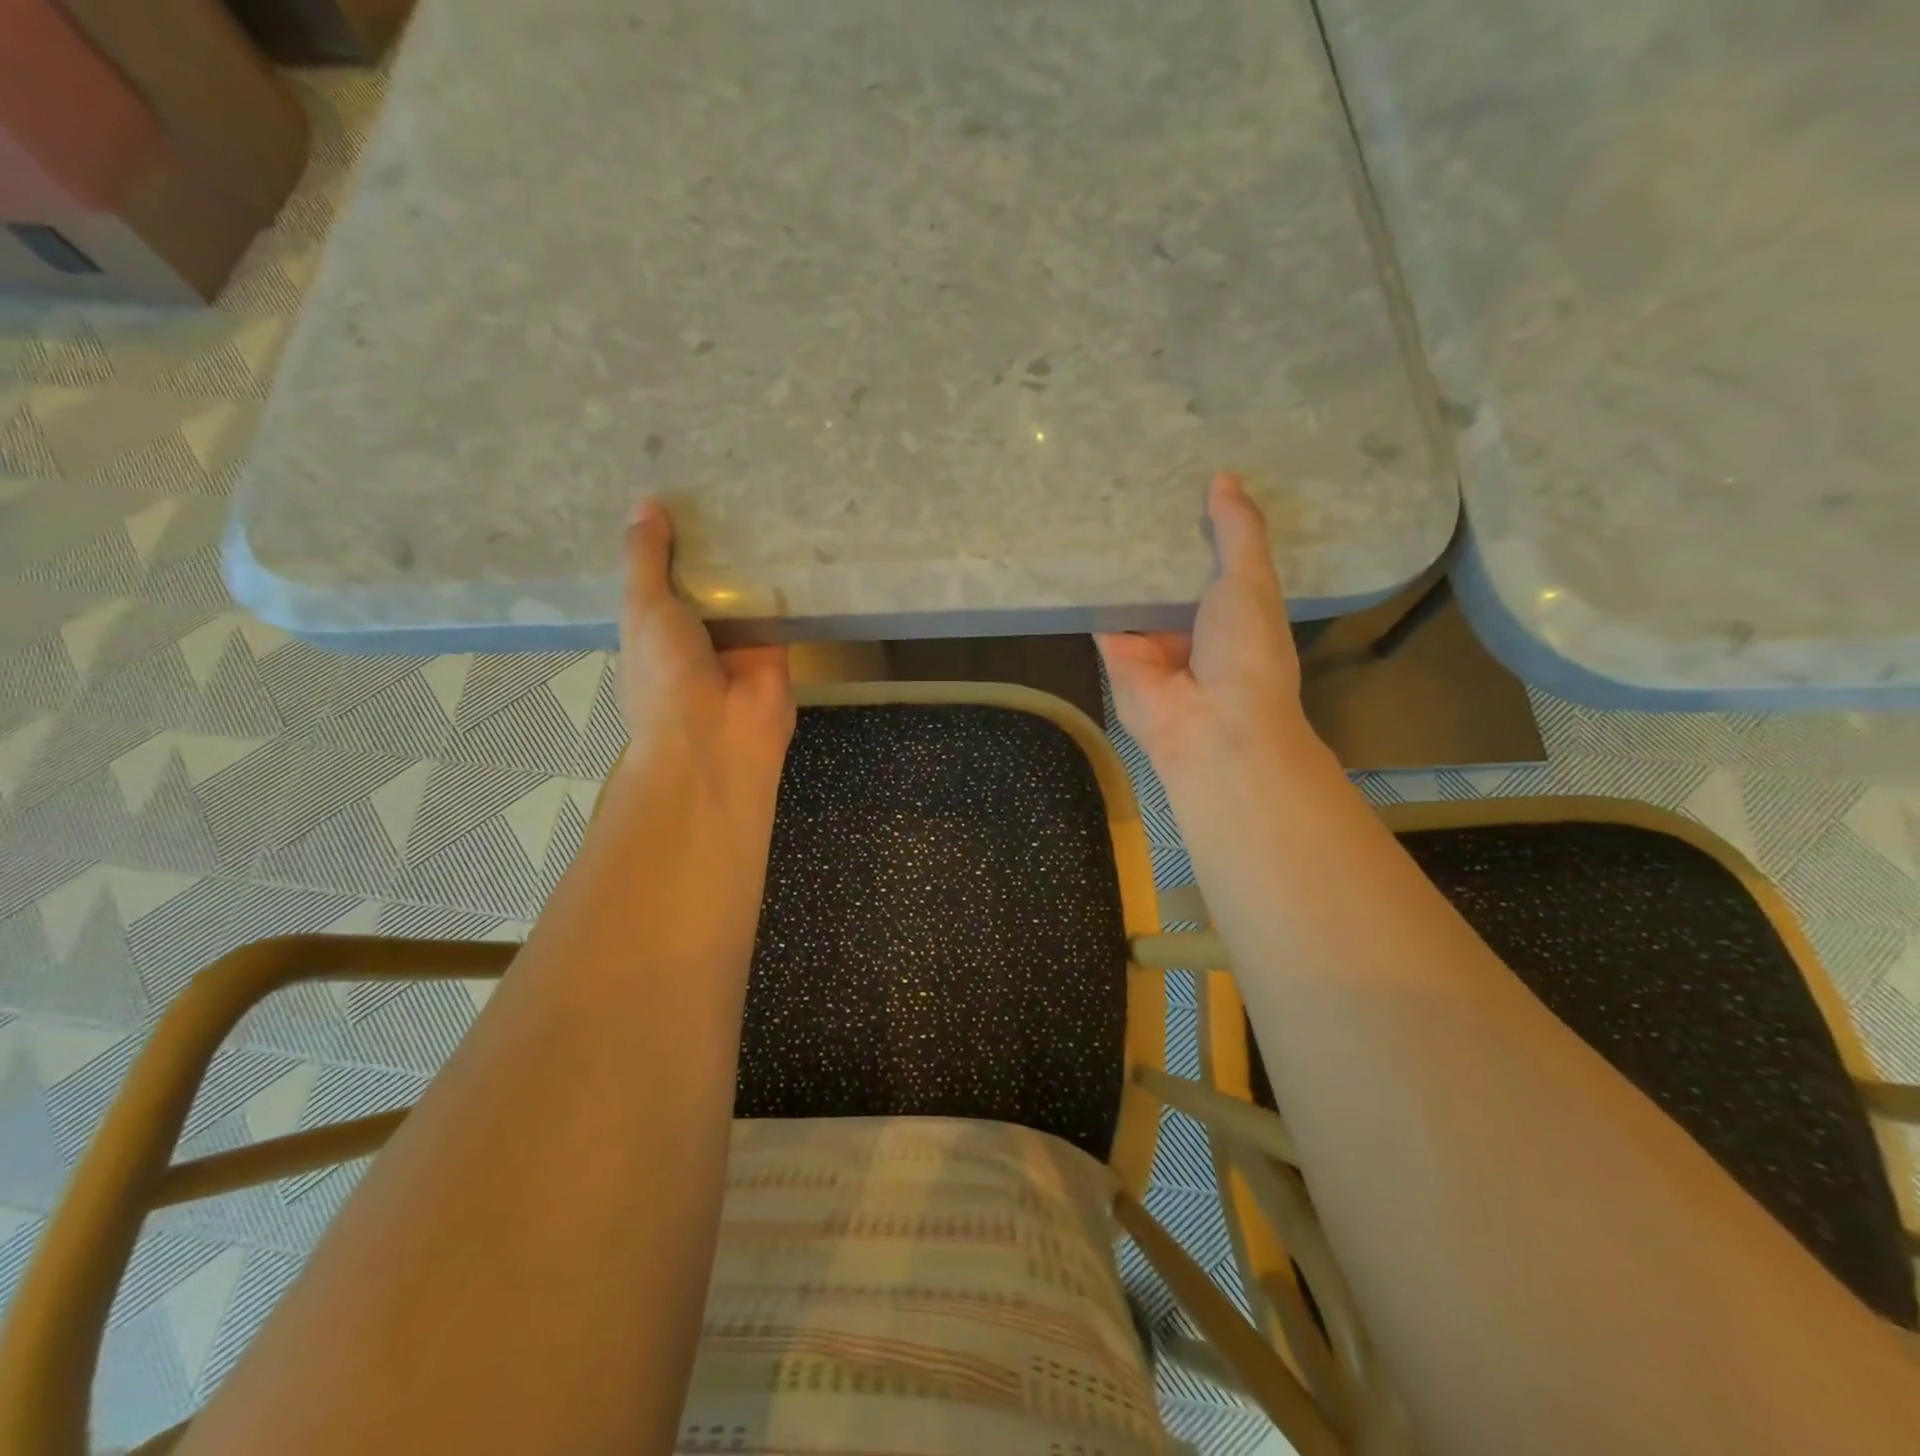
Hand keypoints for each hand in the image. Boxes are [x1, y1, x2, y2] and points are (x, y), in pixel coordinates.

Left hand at [619, 499, 794, 789]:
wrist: (718, 737)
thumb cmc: (665, 675)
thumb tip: (646, 504)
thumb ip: (646, 559)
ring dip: (748, 557)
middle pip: (704, 578)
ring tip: (758, 496)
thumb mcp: (643, 608)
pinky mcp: (775, 646)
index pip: (659, 575)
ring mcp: (736, 640)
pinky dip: (783, 580)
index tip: (675, 493)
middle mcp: (694, 632)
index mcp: (652, 627)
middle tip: (723, 482)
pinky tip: (790, 536)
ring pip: (742, 589)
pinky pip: (778, 607)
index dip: (664, 539)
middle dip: (710, 542)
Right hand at [1096, 472, 1315, 781]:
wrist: (1211, 724)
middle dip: (1153, 538)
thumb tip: (1224, 478)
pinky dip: (1088, 588)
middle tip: (1130, 480)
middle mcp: (1191, 622)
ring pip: (1132, 591)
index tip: (1180, 478)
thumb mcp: (1252, 580)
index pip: (1213, 556)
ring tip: (1095, 501)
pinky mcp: (1115, 652)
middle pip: (1168, 573)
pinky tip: (1073, 546)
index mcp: (1233, 606)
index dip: (1200, 522)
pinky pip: (1101, 614)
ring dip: (1119, 559)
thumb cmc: (1246, 650)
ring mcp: (1151, 638)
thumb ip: (1238, 531)